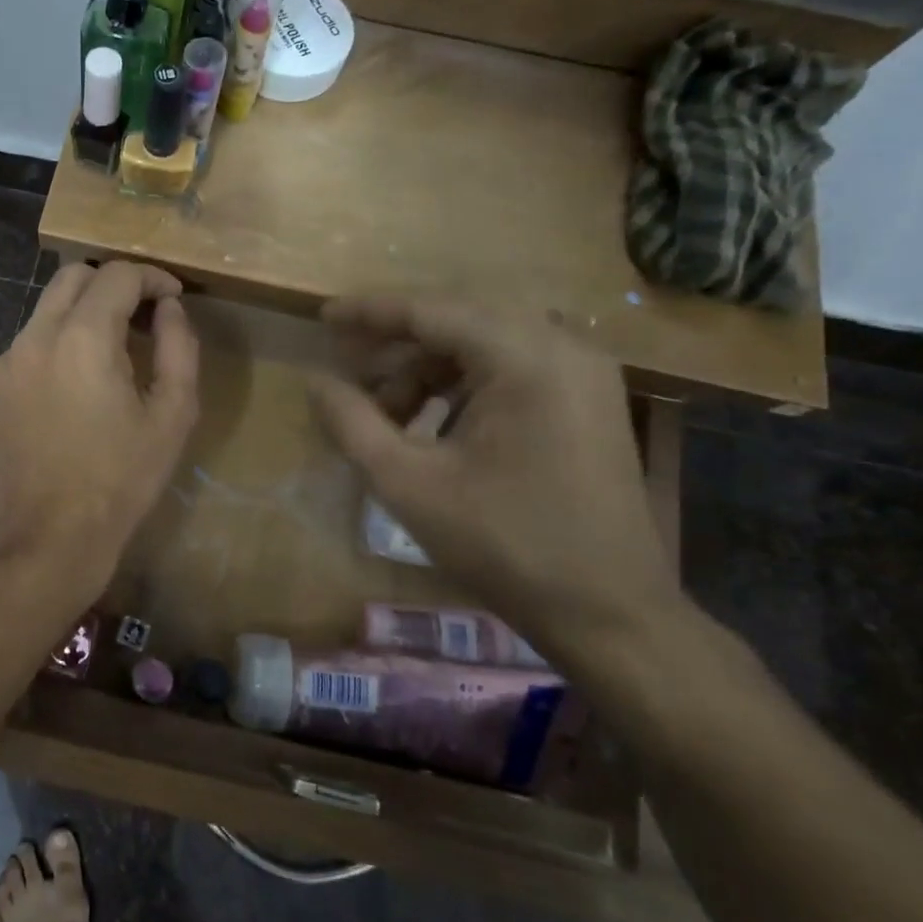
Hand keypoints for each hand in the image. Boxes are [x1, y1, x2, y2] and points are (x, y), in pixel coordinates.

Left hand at [0, 262, 199, 596]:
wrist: (52, 536)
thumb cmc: (122, 479)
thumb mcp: (173, 415)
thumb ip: (179, 347)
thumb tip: (168, 308)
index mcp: (82, 338)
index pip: (117, 275)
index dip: (151, 277)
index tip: (172, 297)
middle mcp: (34, 338)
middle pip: (72, 277)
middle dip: (111, 283)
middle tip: (141, 314)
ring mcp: (4, 365)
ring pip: (45, 312)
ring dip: (81, 315)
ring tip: (108, 355)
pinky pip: (25, 349)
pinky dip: (54, 349)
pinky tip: (72, 390)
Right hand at [307, 296, 678, 670]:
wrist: (608, 612)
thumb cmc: (503, 544)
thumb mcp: (408, 484)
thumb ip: (352, 423)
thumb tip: (314, 380)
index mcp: (526, 358)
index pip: (432, 309)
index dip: (370, 312)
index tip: (322, 318)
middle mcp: (564, 347)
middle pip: (459, 319)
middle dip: (396, 341)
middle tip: (347, 367)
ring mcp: (583, 372)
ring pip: (484, 343)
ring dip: (427, 367)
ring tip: (384, 409)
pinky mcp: (587, 399)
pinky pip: (511, 367)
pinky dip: (462, 384)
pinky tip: (429, 422)